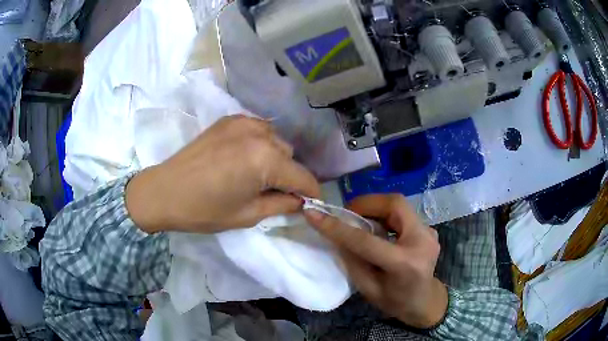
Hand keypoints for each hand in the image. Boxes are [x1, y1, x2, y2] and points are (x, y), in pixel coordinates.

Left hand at [126, 115, 320, 233]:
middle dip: (289, 176)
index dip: (311, 193)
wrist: (164, 191)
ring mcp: (243, 122)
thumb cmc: (204, 210)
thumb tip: (300, 200)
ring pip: (275, 141)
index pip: (303, 177)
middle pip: (290, 156)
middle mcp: (259, 134)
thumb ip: (281, 205)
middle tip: (274, 193)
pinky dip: (259, 144)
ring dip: (274, 158)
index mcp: (265, 160)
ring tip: (256, 174)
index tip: (312, 203)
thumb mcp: (248, 215)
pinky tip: (244, 158)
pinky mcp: (229, 119)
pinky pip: (258, 130)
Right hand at [304, 194, 447, 328]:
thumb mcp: (368, 289)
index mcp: (404, 264)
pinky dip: (384, 214)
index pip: (366, 240)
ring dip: (374, 207)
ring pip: (398, 204)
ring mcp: (428, 232)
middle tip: (346, 213)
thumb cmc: (396, 302)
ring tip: (359, 219)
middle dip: (365, 203)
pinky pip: (403, 213)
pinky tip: (377, 226)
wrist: (425, 301)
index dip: (337, 227)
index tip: (314, 214)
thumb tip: (336, 234)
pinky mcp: (427, 228)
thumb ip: (352, 261)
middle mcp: (421, 241)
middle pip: (393, 205)